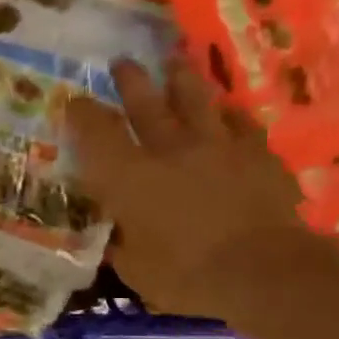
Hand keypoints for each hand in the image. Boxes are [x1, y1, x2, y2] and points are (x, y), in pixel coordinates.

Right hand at [65, 56, 306, 317]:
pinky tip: (227, 108)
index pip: (97, 134)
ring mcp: (218, 146)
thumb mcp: (136, 270)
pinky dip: (229, 113)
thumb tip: (115, 234)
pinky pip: (241, 122)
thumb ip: (122, 244)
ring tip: (174, 63)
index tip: (74, 101)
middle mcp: (170, 150)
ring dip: (181, 80)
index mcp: (130, 178)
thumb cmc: (188, 277)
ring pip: (196, 100)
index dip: (82, 115)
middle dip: (130, 81)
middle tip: (122, 62)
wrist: (264, 272)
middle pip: (146, 105)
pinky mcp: (257, 154)